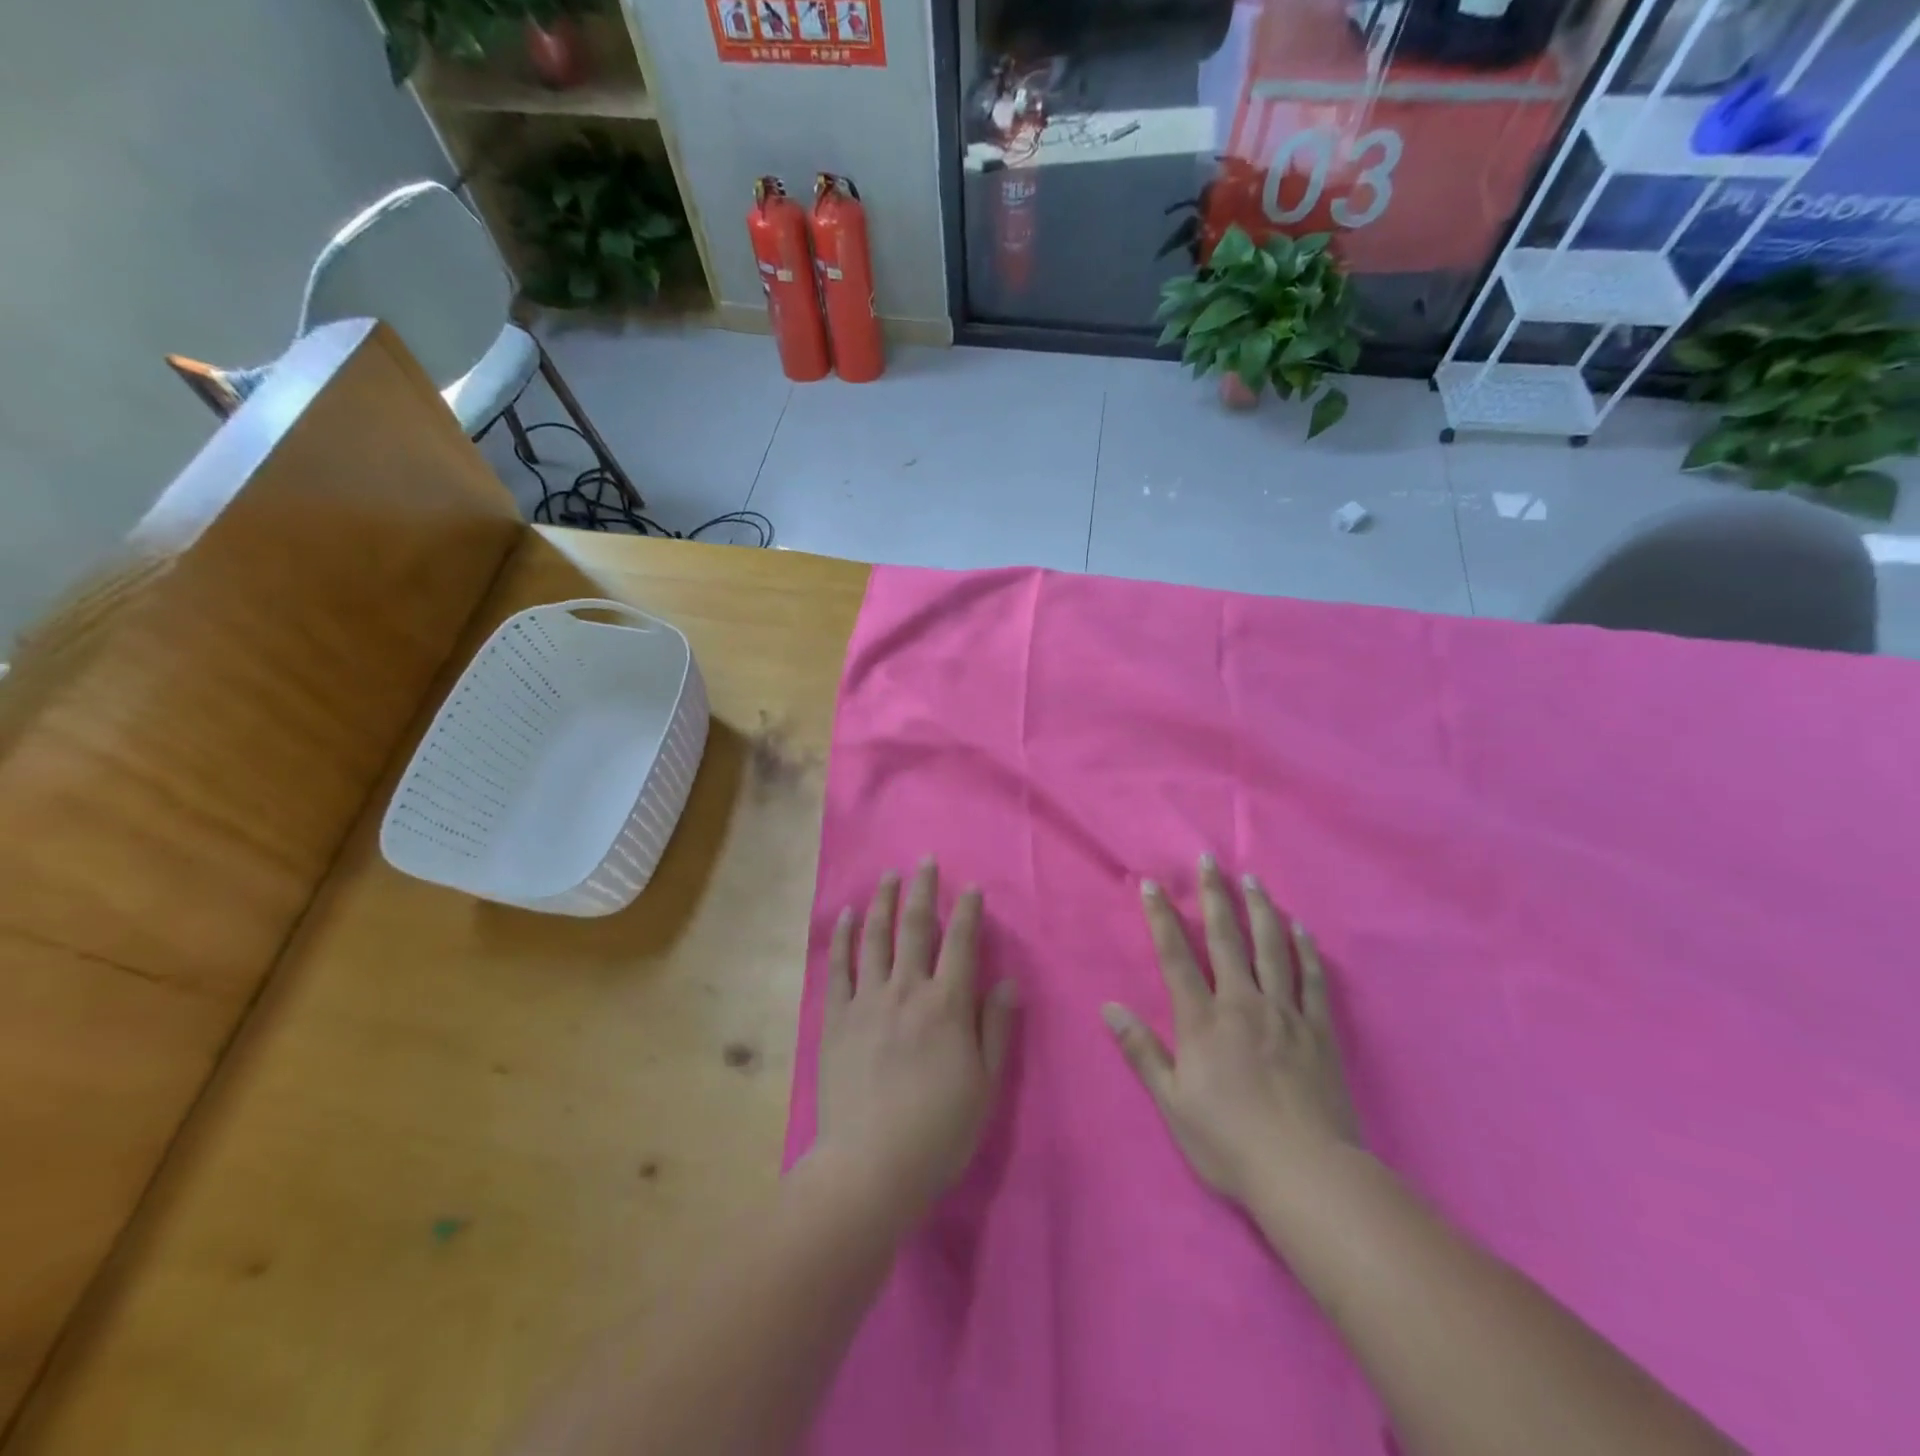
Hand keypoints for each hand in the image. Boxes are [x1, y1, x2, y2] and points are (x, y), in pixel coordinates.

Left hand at [816, 861, 1018, 1215]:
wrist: (870, 1166)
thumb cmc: (938, 1131)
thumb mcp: (985, 1085)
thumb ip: (995, 1028)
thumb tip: (1006, 982)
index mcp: (947, 1005)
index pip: (962, 943)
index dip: (969, 911)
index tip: (972, 887)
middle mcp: (906, 990)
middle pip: (916, 927)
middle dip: (923, 890)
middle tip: (925, 861)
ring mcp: (866, 1001)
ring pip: (876, 938)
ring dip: (884, 902)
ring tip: (889, 876)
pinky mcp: (835, 1018)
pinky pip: (839, 967)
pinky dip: (844, 938)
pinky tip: (848, 917)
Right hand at [1102, 855, 1358, 1205]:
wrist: (1306, 1173)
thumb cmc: (1229, 1141)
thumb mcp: (1173, 1103)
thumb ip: (1142, 1051)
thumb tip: (1108, 1007)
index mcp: (1203, 1020)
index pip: (1176, 957)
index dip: (1161, 918)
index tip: (1152, 884)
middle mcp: (1242, 1004)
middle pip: (1226, 939)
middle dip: (1214, 896)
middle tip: (1209, 860)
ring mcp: (1285, 1013)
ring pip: (1271, 949)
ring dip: (1260, 910)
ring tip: (1253, 880)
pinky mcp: (1318, 1031)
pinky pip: (1311, 980)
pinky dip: (1304, 950)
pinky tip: (1300, 929)